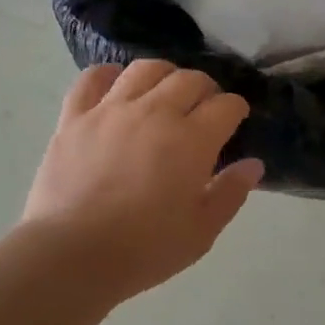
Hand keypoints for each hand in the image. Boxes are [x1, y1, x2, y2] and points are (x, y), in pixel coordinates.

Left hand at [22, 61, 263, 302]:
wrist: (72, 254)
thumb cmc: (144, 249)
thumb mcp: (201, 232)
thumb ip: (231, 193)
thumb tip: (253, 164)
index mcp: (192, 140)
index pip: (226, 106)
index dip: (236, 109)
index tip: (235, 120)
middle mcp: (155, 112)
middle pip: (190, 79)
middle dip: (206, 89)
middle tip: (204, 107)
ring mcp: (111, 110)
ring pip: (145, 69)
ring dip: (164, 74)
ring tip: (164, 91)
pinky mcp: (75, 117)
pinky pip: (92, 78)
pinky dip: (108, 75)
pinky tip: (115, 85)